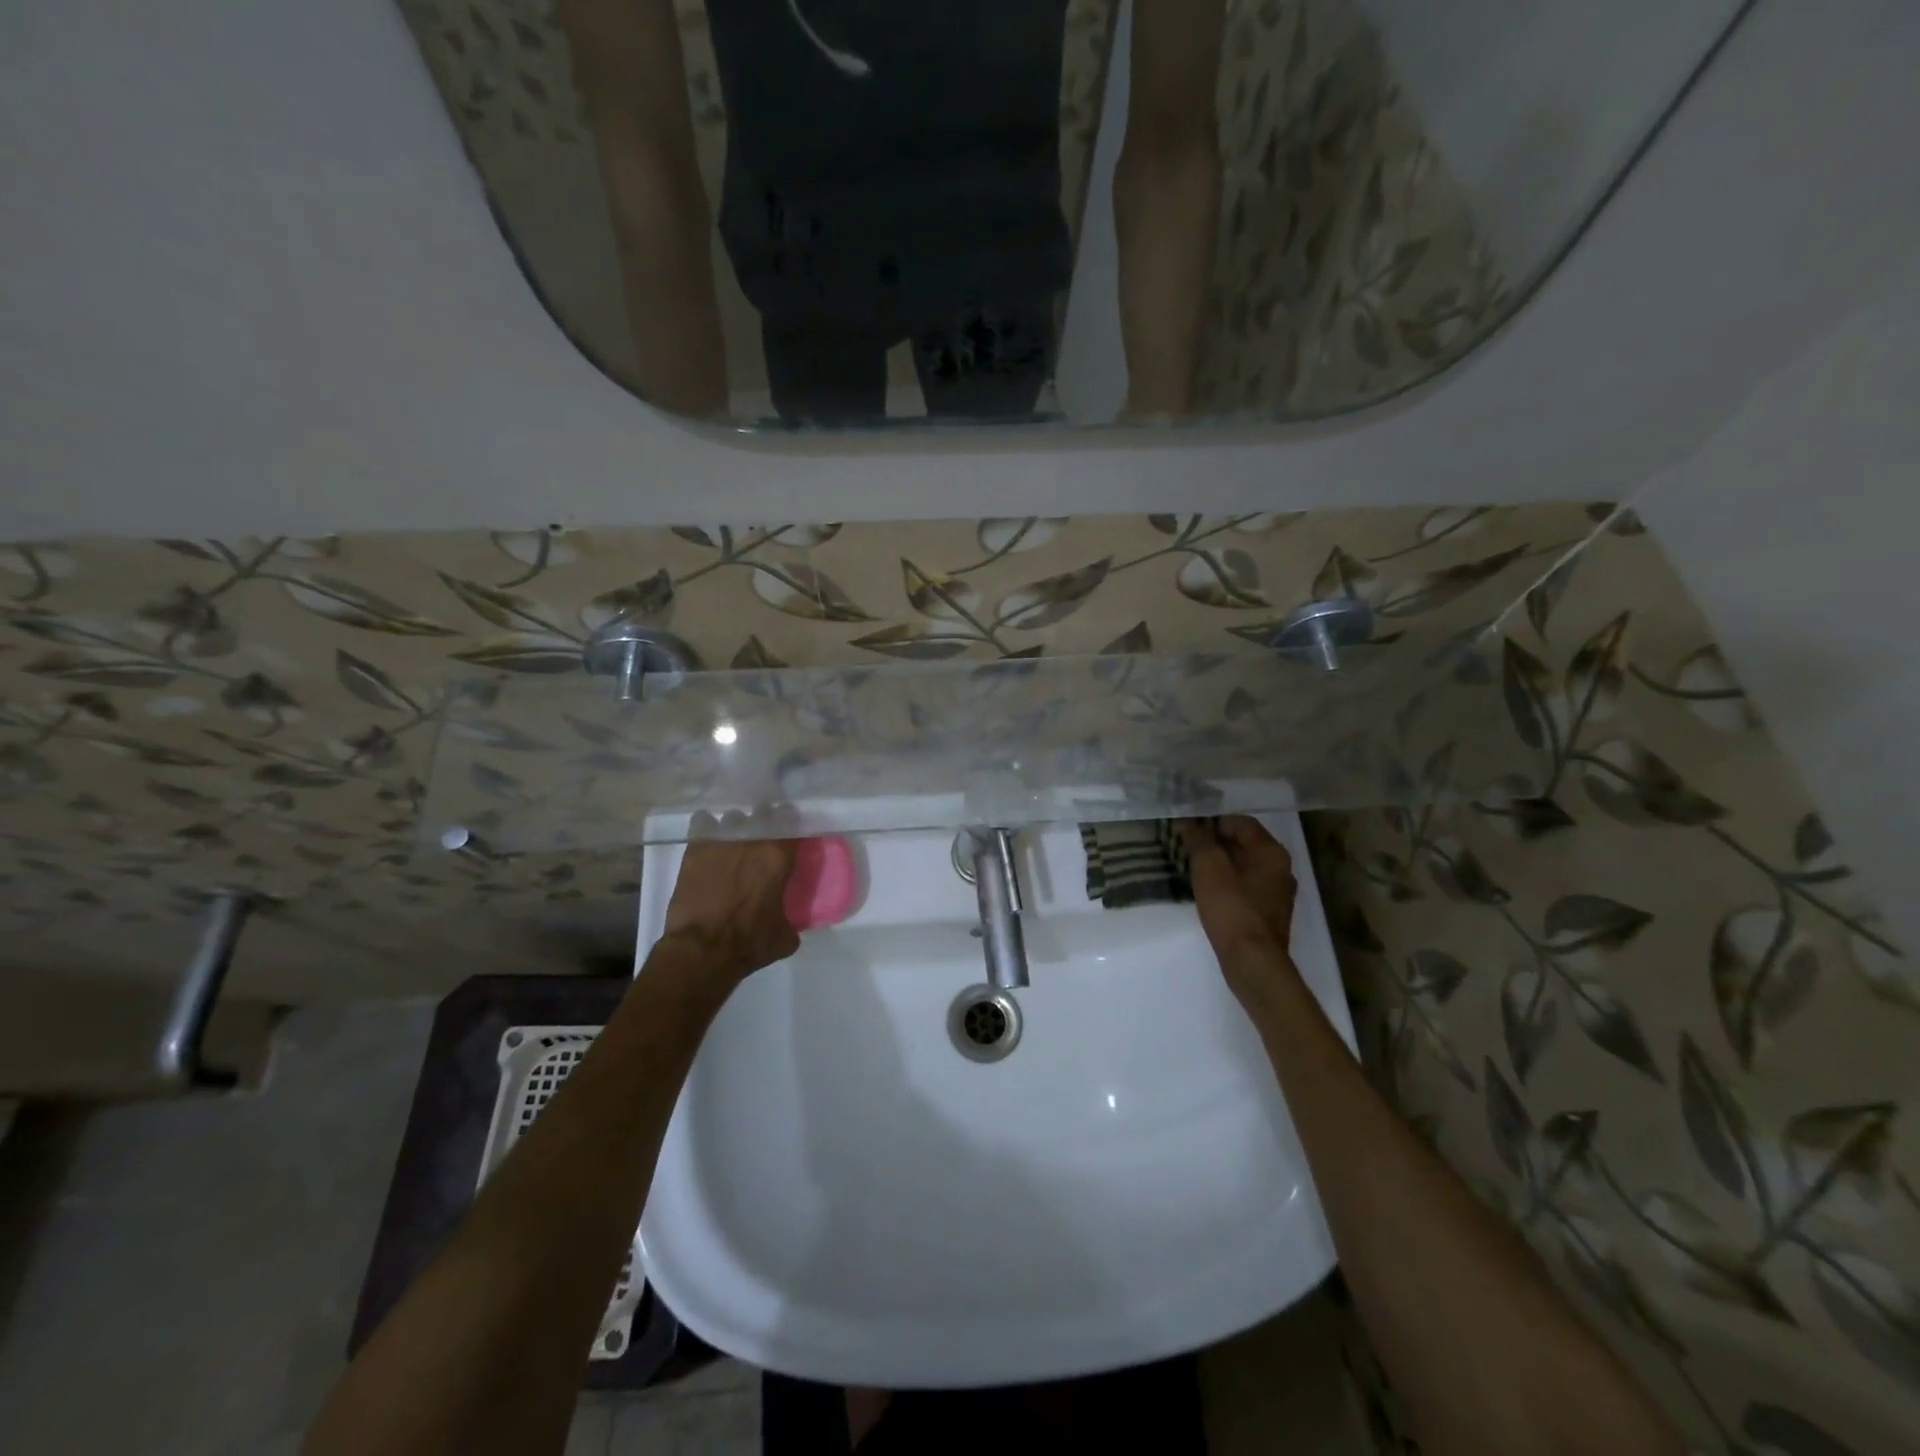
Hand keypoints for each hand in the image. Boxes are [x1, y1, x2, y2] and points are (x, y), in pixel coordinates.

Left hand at [661, 815, 798, 984]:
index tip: (791, 840)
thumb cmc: (749, 943)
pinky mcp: (695, 848)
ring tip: (733, 842)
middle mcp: (753, 839)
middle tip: (763, 841)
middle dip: (765, 824)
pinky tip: (709, 840)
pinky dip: (708, 828)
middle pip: (764, 815)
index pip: (794, 826)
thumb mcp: (785, 935)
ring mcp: (721, 840)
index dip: (793, 831)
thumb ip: (792, 916)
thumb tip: (788, 915)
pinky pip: (703, 824)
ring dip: (736, 828)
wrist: (701, 951)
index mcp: (779, 855)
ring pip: (733, 818)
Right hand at [1178, 816, 1300, 1006]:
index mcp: (1271, 852)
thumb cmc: (1232, 909)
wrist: (1252, 963)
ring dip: (1219, 863)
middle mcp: (1280, 868)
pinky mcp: (1267, 914)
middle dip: (1214, 841)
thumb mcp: (1209, 868)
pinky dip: (1226, 883)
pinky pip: (1244, 887)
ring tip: (1191, 866)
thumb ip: (1199, 839)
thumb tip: (1188, 819)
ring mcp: (1276, 893)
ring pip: (1243, 866)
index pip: (1240, 822)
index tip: (1187, 826)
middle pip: (1243, 843)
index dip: (1211, 820)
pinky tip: (1206, 891)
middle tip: (1185, 844)